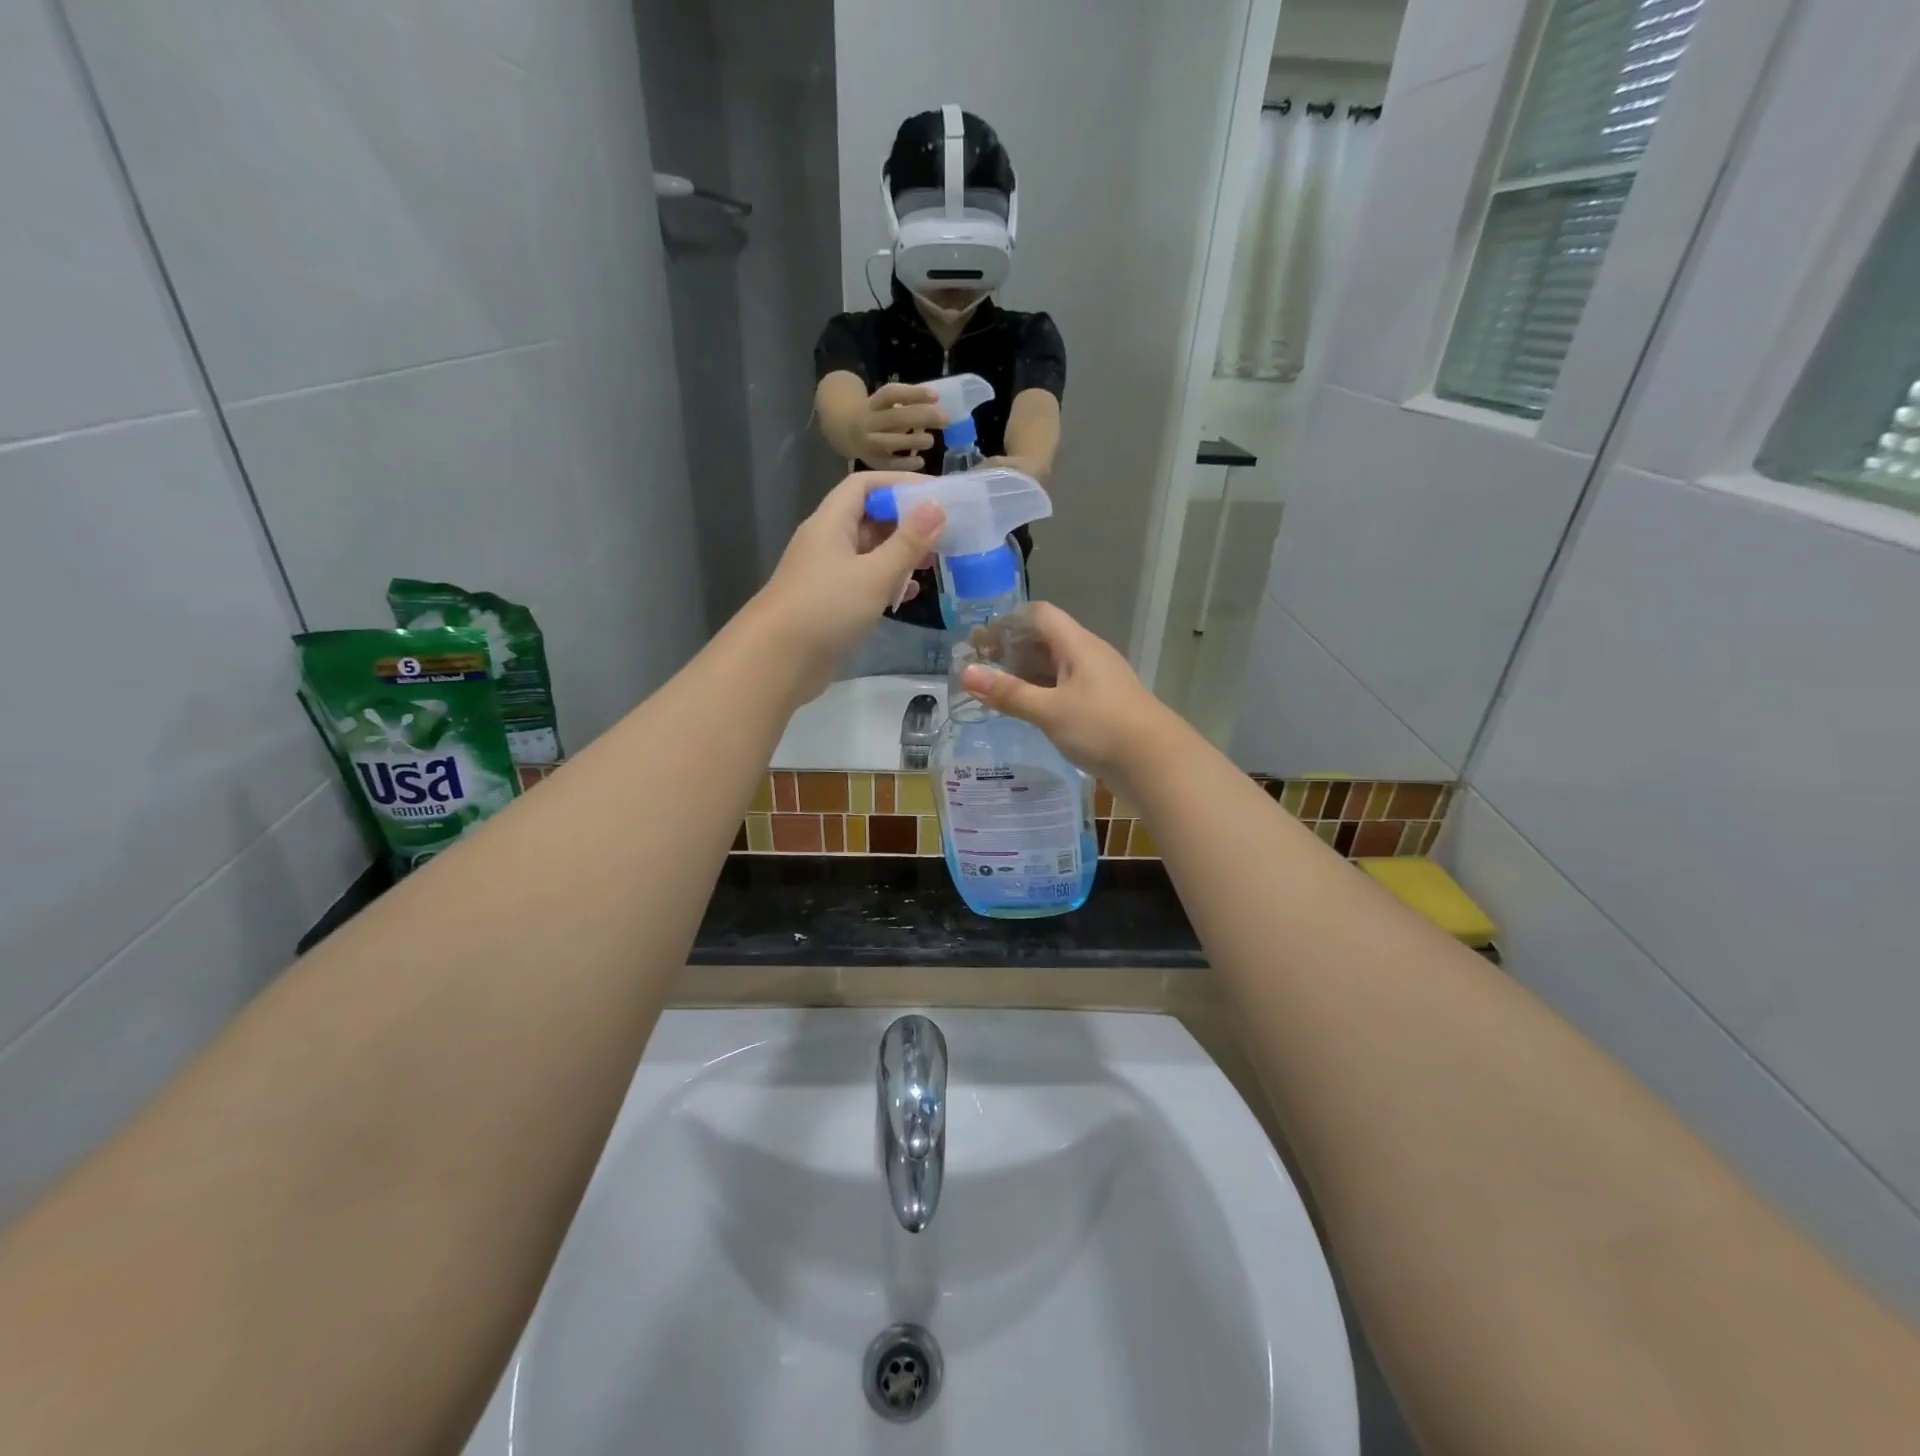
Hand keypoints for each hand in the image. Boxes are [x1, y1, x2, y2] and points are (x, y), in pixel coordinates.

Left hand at [750, 472, 944, 700]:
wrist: (777, 661)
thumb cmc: (826, 608)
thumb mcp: (874, 574)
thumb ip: (907, 542)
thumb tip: (936, 506)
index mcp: (831, 523)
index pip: (865, 485)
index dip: (899, 483)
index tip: (937, 493)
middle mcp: (827, 542)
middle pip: (869, 518)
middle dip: (906, 521)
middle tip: (945, 530)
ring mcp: (828, 575)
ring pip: (869, 553)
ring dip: (900, 554)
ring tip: (935, 561)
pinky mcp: (831, 604)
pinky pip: (865, 582)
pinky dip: (888, 583)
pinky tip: (910, 593)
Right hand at [856, 382, 946, 469]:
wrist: (848, 433)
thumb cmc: (878, 417)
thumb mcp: (888, 406)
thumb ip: (908, 404)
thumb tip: (937, 406)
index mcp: (873, 403)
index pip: (892, 394)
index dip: (914, 394)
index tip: (936, 397)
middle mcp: (868, 422)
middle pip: (895, 418)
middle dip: (922, 417)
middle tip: (945, 420)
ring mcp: (868, 443)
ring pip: (890, 442)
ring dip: (913, 441)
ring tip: (931, 440)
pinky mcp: (871, 461)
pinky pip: (889, 464)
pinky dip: (906, 464)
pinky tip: (920, 461)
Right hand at [959, 602, 1188, 793]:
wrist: (1157, 764)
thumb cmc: (1101, 727)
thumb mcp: (1049, 710)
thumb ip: (1008, 692)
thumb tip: (965, 673)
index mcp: (1078, 645)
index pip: (1040, 615)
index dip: (1008, 621)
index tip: (979, 639)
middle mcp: (1088, 657)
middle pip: (1045, 640)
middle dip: (1011, 649)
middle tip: (977, 666)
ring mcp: (1097, 683)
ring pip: (1054, 667)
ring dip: (1024, 673)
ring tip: (993, 689)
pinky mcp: (1101, 707)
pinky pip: (1064, 690)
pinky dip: (1040, 693)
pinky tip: (1024, 710)